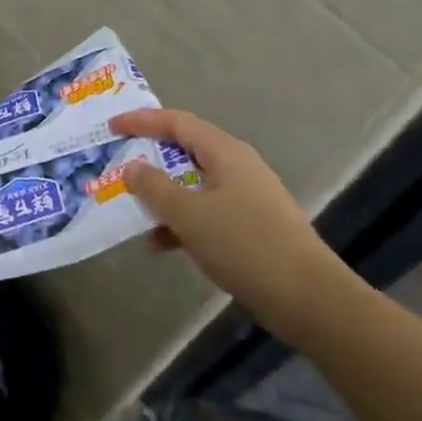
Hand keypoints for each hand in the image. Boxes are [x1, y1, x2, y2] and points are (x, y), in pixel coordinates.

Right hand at [108, 108, 357, 336]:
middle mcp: (238, 167)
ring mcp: (247, 198)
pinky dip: (181, 221)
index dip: (142, 121)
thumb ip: (154, 187)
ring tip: (131, 209)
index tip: (112, 126)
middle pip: (186, 151)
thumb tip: (133, 167)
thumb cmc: (245, 245)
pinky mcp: (251, 226)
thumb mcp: (189, 215)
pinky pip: (206, 211)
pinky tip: (161, 245)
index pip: (178, 123)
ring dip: (162, 195)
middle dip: (150, 157)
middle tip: (117, 163)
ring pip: (193, 184)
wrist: (309, 299)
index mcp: (226, 153)